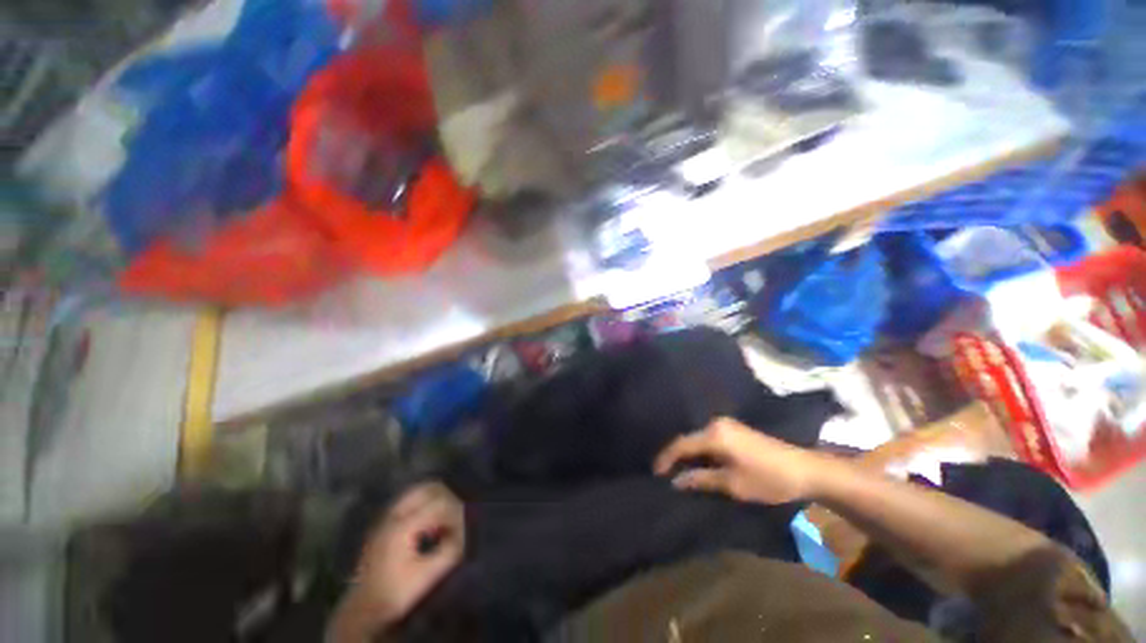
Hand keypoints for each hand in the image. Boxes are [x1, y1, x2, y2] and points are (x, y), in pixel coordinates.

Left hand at [330, 483, 464, 641]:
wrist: (363, 610)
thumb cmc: (397, 593)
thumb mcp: (429, 575)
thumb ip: (450, 550)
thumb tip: (464, 533)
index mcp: (404, 525)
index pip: (440, 503)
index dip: (457, 513)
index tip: (464, 530)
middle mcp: (394, 514)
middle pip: (430, 488)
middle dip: (449, 499)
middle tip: (458, 518)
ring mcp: (386, 517)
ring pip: (419, 491)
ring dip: (437, 500)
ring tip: (443, 523)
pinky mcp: (384, 523)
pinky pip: (410, 501)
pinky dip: (425, 506)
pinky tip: (428, 528)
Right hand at [654, 417, 828, 504]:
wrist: (805, 469)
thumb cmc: (767, 478)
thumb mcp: (732, 484)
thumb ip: (701, 479)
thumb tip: (676, 481)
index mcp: (714, 434)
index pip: (681, 444)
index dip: (666, 458)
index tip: (655, 473)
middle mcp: (716, 424)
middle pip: (688, 439)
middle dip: (676, 456)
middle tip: (665, 474)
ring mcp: (726, 425)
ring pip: (698, 439)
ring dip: (689, 455)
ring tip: (678, 471)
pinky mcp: (735, 430)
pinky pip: (709, 439)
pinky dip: (701, 452)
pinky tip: (699, 463)